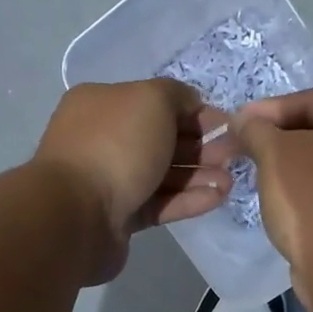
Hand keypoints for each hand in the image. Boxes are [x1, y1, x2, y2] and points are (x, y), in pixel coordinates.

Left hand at [34, 79, 234, 280]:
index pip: (156, 102)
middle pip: (162, 139)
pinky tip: (217, 198)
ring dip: (199, 175)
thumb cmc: (116, 146)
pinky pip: (160, 203)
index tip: (227, 125)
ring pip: (163, 174)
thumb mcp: (151, 100)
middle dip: (201, 146)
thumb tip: (192, 105)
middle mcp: (104, 139)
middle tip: (235, 154)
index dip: (194, 112)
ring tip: (230, 181)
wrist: (77, 214)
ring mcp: (110, 180)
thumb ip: (177, 95)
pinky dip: (188, 200)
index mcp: (103, 104)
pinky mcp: (120, 216)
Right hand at [232, 88, 312, 277]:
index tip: (239, 124)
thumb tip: (243, 120)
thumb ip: (256, 129)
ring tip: (261, 173)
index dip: (270, 110)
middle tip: (247, 148)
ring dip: (296, 165)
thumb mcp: (275, 153)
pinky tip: (285, 199)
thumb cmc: (312, 197)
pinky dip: (312, 189)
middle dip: (283, 138)